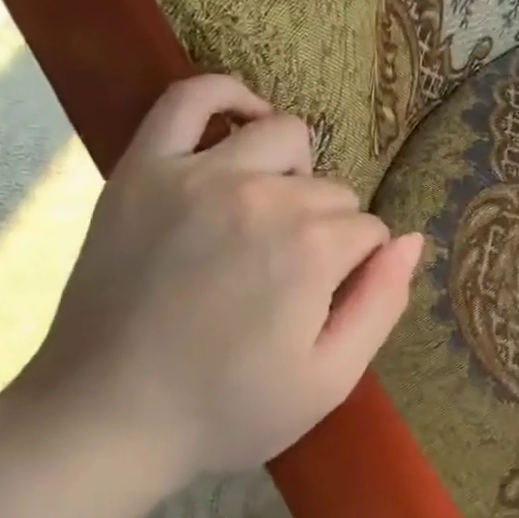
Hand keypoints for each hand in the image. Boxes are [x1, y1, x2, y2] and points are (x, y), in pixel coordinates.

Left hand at [8, 76, 422, 491]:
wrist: (105, 420)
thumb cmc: (227, 410)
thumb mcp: (329, 380)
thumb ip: (383, 304)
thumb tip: (413, 239)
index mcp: (312, 250)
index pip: (370, 231)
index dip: (359, 269)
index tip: (327, 303)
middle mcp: (262, 196)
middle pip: (332, 191)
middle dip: (329, 231)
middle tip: (291, 280)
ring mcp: (197, 175)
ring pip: (285, 137)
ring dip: (296, 173)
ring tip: (273, 215)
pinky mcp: (144, 169)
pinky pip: (191, 97)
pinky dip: (228, 96)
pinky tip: (244, 121)